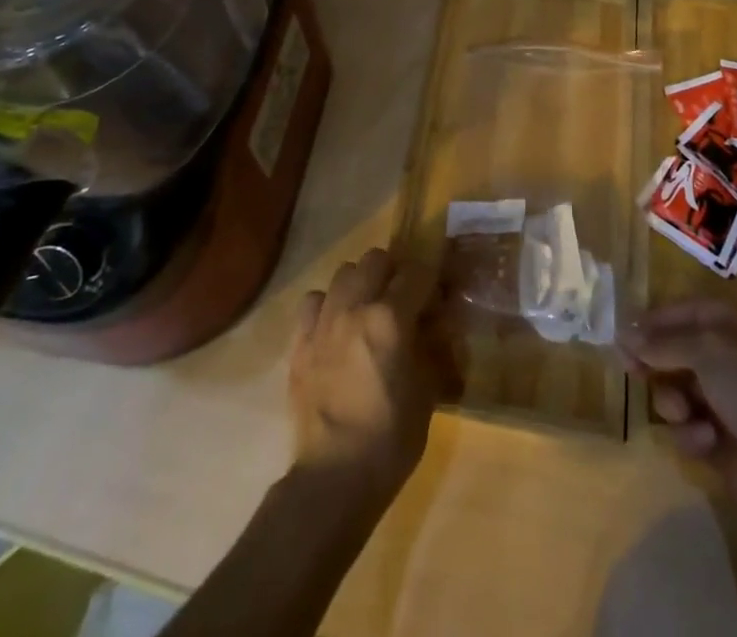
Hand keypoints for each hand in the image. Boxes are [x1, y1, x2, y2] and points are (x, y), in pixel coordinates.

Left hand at [289, 248, 455, 502]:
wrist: (334, 478)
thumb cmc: (391, 437)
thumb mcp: (428, 391)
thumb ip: (433, 346)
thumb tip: (436, 324)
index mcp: (391, 317)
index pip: (416, 272)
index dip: (430, 279)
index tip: (435, 296)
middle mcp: (355, 307)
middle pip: (375, 259)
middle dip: (393, 272)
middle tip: (402, 298)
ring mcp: (323, 322)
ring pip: (343, 272)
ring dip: (360, 283)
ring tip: (367, 309)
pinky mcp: (300, 342)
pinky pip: (313, 300)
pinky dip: (327, 304)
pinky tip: (336, 326)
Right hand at [619, 299, 736, 525]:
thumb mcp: (707, 350)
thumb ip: (662, 341)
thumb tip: (624, 333)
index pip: (688, 311)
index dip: (655, 319)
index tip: (622, 332)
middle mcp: (734, 360)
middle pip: (679, 352)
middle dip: (656, 362)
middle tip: (630, 371)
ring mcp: (731, 404)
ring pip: (679, 392)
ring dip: (673, 401)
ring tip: (682, 413)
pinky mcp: (726, 444)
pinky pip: (691, 429)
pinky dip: (693, 434)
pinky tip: (706, 442)